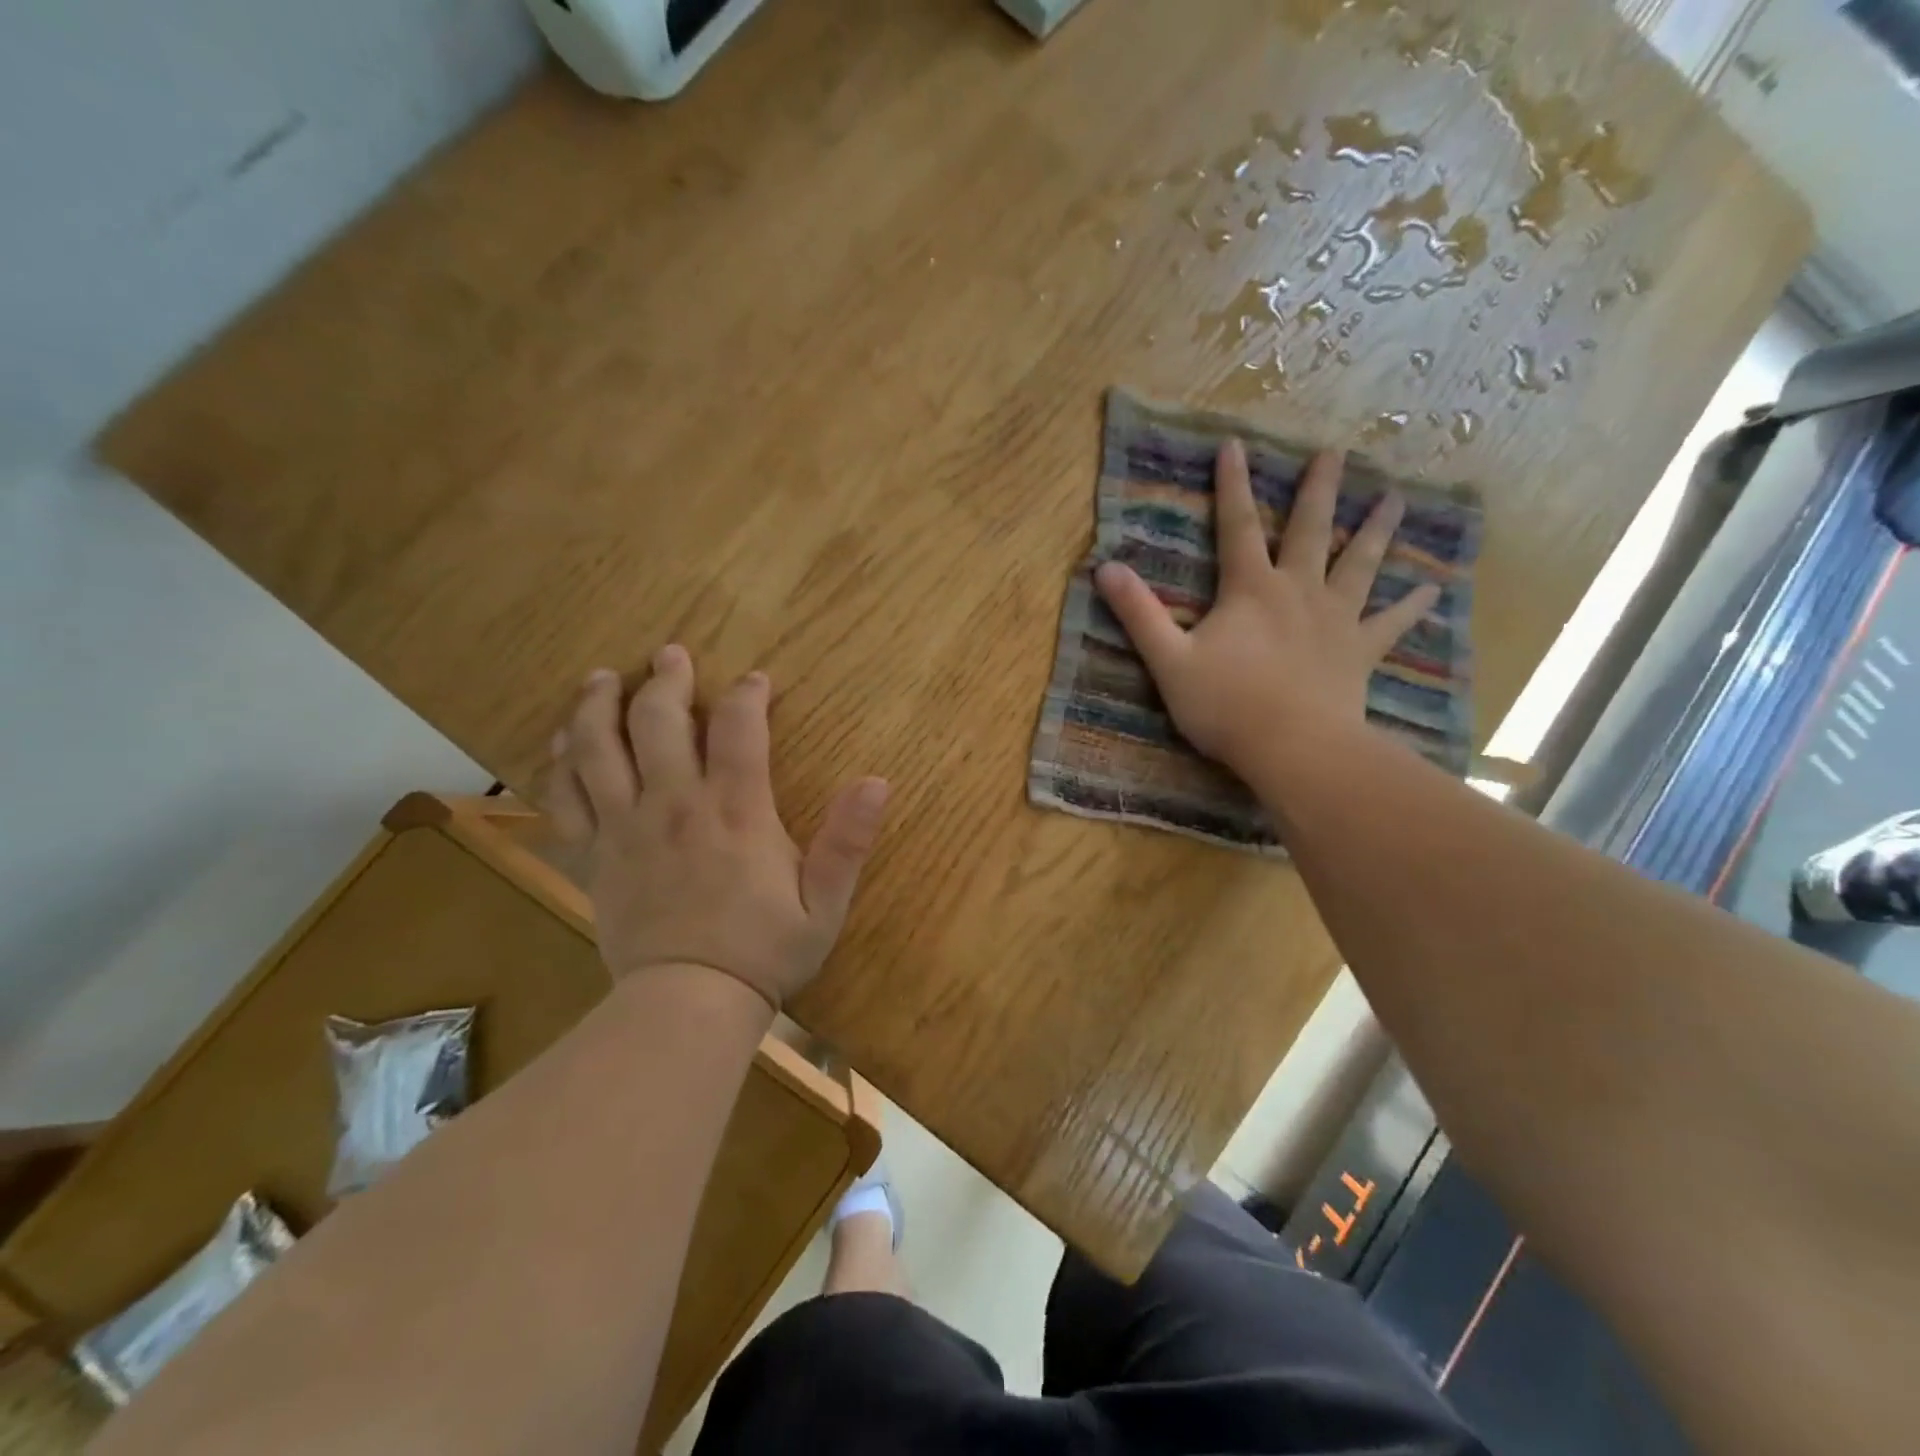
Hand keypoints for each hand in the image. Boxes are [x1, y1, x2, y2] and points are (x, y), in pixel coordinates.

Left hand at [545, 648, 889, 1010]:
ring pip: (598, 748)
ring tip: (603, 678)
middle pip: (658, 721)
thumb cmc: (764, 951)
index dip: (748, 695)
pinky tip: (562, 742)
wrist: (688, 1005)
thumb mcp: (826, 903)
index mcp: (736, 812)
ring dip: (599, 705)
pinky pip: (564, 799)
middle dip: (666, 680)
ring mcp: (626, 828)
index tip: (755, 680)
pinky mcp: (594, 856)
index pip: (740, 730)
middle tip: (669, 654)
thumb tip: (877, 781)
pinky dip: (560, 764)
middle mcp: (675, 805)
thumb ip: (849, 840)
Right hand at [1095, 439, 1439, 779]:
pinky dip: (1410, 607)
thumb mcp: (1169, 660)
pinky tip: (1431, 591)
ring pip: (1360, 565)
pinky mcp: (1359, 652)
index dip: (1233, 485)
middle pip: (1311, 531)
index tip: (1234, 444)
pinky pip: (1390, 624)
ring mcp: (1335, 620)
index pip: (1237, 527)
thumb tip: (1105, 568)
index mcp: (1251, 589)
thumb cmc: (1226, 705)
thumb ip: (1139, 614)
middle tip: (1337, 452)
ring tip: (1396, 500)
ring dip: (1375, 531)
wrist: (1292, 747)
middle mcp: (1298, 591)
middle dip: (1319, 490)